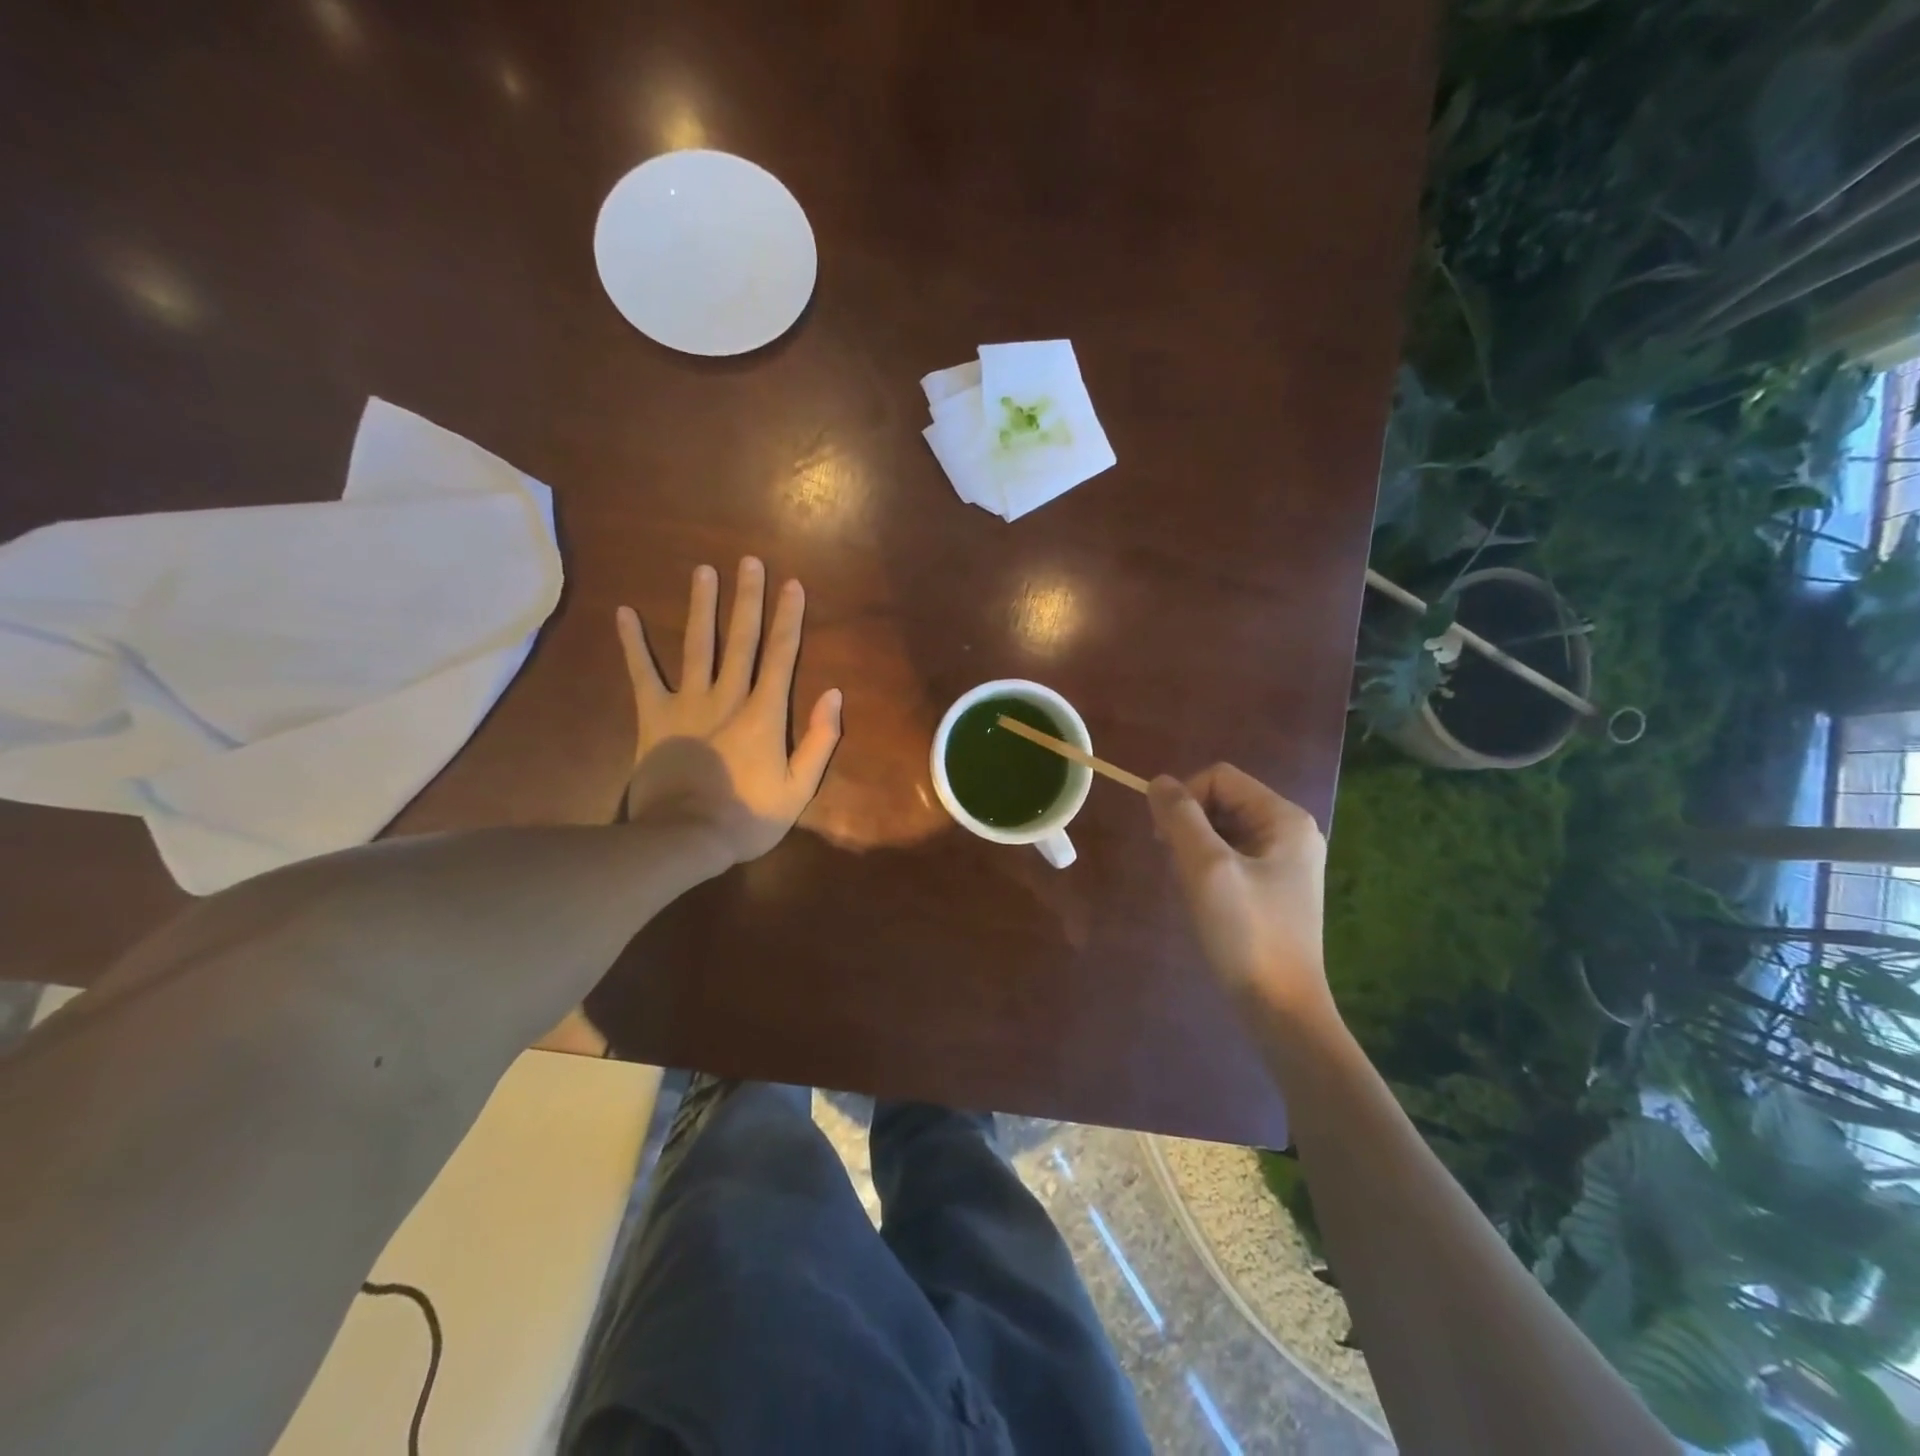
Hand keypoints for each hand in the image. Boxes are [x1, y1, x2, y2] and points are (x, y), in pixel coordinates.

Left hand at [617, 558, 842, 863]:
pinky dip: (633, 643)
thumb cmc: (747, 817)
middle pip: (741, 639)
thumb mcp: (798, 788)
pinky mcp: (654, 715)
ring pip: (698, 645)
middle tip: (750, 562)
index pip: (781, 656)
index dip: (788, 619)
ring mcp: (688, 703)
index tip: (792, 585)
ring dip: (703, 606)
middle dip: (748, 599)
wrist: (684, 838)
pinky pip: (643, 673)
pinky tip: (625, 612)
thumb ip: (820, 740)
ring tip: (704, 570)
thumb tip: (833, 694)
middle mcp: (728, 696)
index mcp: (764, 714)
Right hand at [1148, 764, 1333, 1019]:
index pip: (1219, 778)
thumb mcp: (1206, 868)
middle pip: (1222, 802)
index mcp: (1284, 819)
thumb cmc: (1246, 933)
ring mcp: (1284, 863)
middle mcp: (1290, 833)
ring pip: (1221, 831)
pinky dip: (1206, 871)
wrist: (1281, 1010)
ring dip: (1194, 851)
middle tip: (1177, 869)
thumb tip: (1158, 782)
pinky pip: (1230, 859)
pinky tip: (1202, 902)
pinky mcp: (1273, 890)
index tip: (1164, 840)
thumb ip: (1180, 817)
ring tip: (1191, 889)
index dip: (1184, 798)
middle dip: (1189, 827)